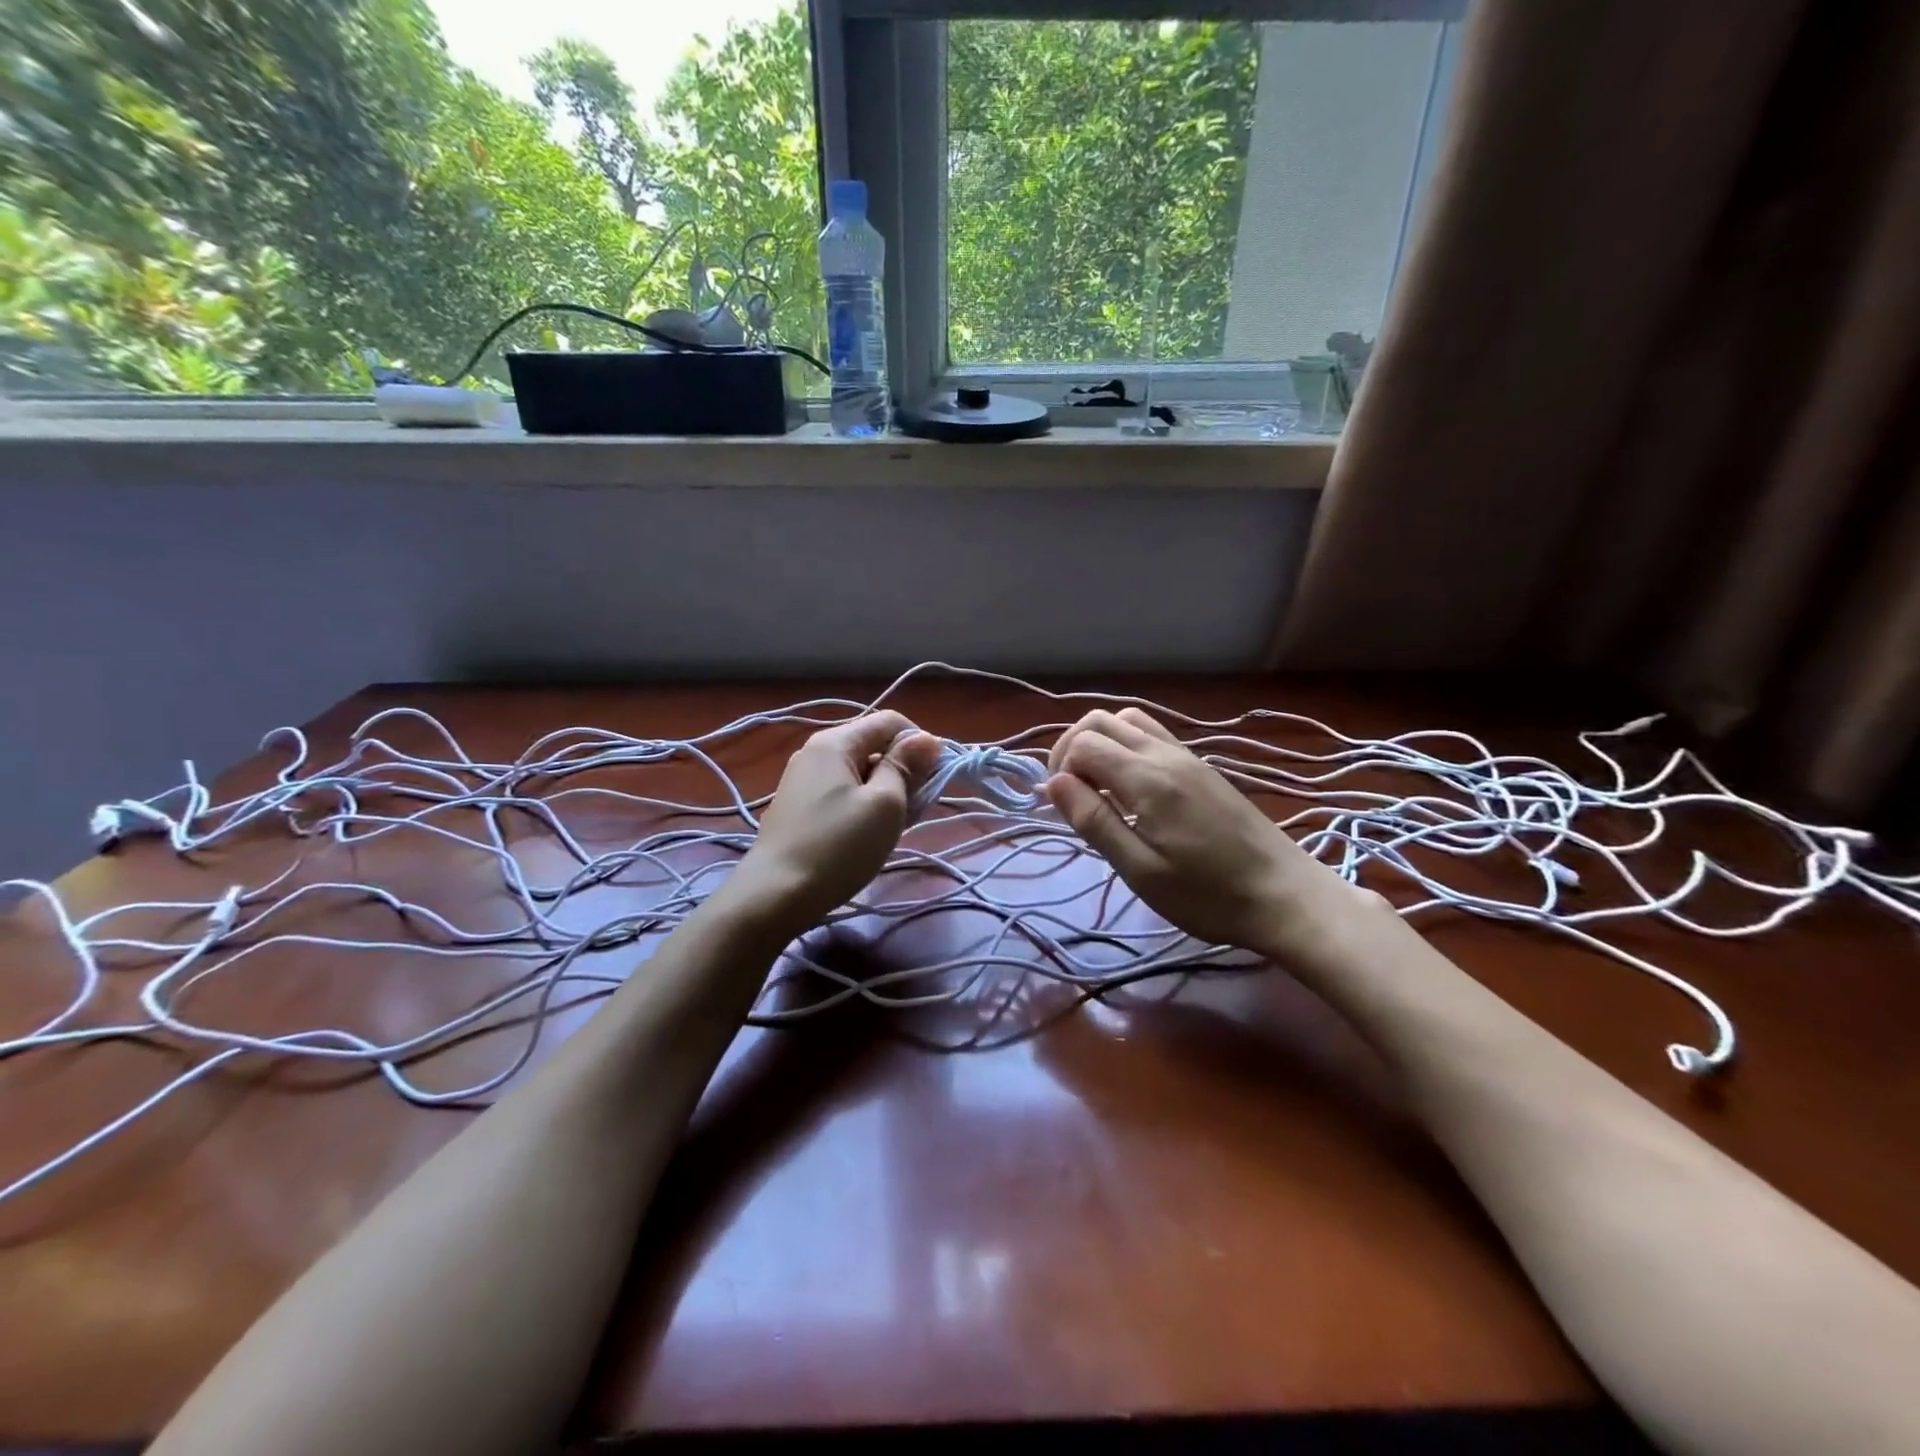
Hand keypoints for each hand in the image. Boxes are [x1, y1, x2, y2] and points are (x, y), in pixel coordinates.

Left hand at [731, 711, 941, 934]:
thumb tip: (927, 738)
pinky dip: (861, 806)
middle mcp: (815, 752)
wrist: (774, 895)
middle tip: (913, 810)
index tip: (934, 778)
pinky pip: (841, 793)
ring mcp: (802, 780)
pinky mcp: (797, 807)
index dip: (920, 743)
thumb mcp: (885, 804)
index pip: (890, 721)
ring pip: (859, 773)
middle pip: (873, 746)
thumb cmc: (838, 846)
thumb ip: (906, 766)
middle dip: (902, 772)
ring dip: (884, 793)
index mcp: (835, 741)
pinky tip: (864, 836)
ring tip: (890, 828)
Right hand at [1046, 707, 1368, 959]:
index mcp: (1146, 778)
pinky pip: (1152, 735)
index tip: (1062, 810)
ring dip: (1100, 743)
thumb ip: (1094, 821)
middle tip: (1070, 795)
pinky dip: (1126, 746)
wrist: (1286, 896)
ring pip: (1128, 721)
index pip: (1083, 744)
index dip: (1060, 769)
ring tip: (1097, 788)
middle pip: (1101, 720)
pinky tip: (1131, 788)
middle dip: (1072, 749)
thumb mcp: (1141, 870)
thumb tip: (1053, 784)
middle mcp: (1165, 754)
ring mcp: (1187, 756)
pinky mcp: (1202, 767)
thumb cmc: (1208, 895)